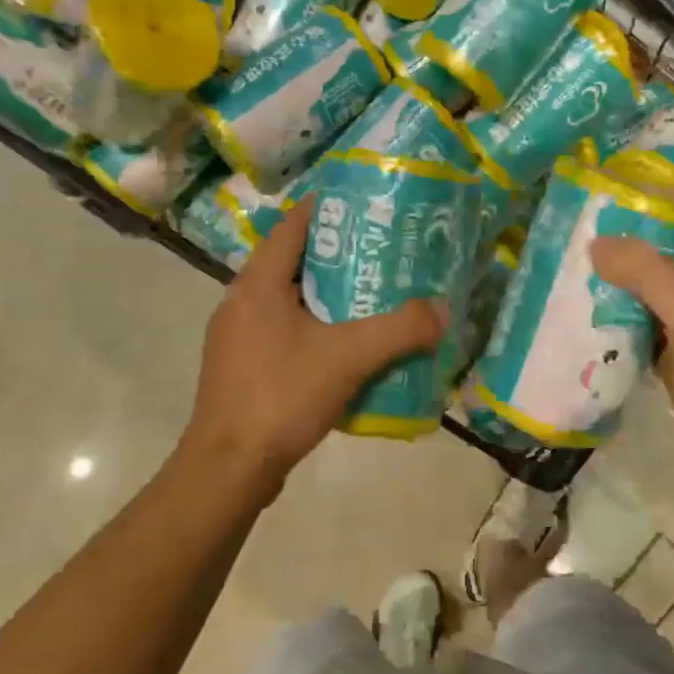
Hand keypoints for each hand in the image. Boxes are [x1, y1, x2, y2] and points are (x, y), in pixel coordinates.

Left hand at [182, 195, 446, 486]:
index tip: (367, 205)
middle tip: (384, 252)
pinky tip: (345, 345)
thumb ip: (400, 331)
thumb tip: (443, 310)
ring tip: (372, 295)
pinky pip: (283, 331)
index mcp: (257, 283)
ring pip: (289, 300)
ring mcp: (237, 336)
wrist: (229, 468)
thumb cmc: (282, 396)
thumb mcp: (349, 358)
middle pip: (293, 262)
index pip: (292, 226)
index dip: (328, 209)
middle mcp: (241, 301)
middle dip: (338, 255)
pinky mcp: (241, 367)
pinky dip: (314, 327)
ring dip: (327, 295)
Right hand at [591, 205, 673, 470]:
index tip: (619, 191)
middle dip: (630, 242)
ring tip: (571, 266)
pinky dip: (616, 322)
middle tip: (579, 229)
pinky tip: (581, 316)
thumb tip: (595, 243)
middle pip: (669, 253)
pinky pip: (641, 330)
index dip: (666, 199)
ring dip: (618, 282)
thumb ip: (645, 271)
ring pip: (651, 293)